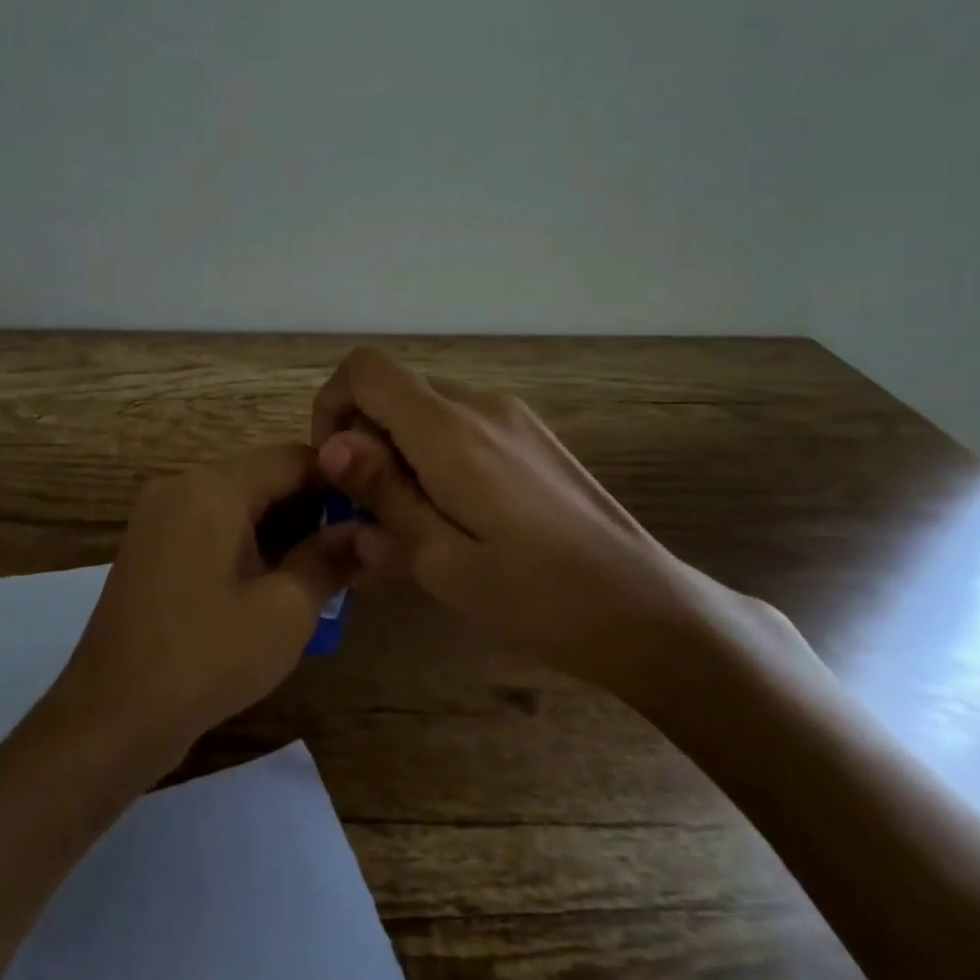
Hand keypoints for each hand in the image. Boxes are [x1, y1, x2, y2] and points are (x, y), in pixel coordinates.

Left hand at [34, 444, 358, 770]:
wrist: (112, 716)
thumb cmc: (207, 658)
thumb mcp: (286, 611)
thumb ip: (329, 558)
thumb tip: (364, 531)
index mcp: (212, 486)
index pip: (293, 458)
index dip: (340, 484)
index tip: (371, 522)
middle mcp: (180, 485)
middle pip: (263, 477)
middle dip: (310, 512)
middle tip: (349, 558)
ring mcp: (159, 515)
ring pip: (238, 503)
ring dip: (280, 531)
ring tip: (318, 576)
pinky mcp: (151, 545)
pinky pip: (211, 525)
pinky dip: (246, 544)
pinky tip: (271, 585)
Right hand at [311, 348, 733, 699]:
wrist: (647, 609)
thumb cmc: (538, 598)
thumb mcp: (443, 560)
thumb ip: (383, 494)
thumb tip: (331, 444)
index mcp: (450, 431)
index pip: (365, 370)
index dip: (332, 405)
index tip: (337, 469)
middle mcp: (479, 405)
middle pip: (393, 390)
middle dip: (365, 440)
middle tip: (374, 515)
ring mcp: (511, 416)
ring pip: (425, 409)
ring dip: (400, 452)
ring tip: (415, 524)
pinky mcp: (530, 435)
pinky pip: (460, 425)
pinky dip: (435, 455)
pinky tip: (456, 516)